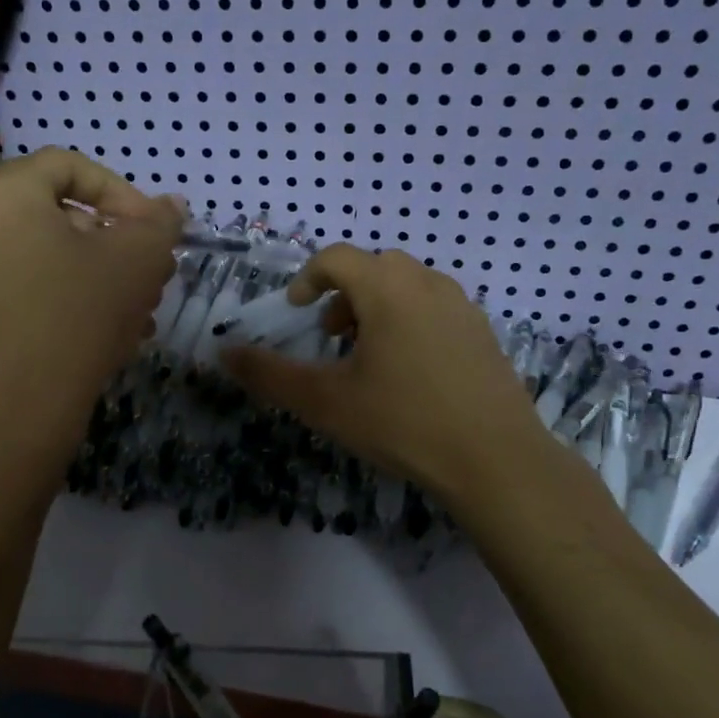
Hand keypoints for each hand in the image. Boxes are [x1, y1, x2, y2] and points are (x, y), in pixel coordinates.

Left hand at [0, 149, 180, 474]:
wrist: (19, 409)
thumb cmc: (78, 316)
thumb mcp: (137, 260)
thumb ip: (160, 222)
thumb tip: (172, 205)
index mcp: (3, 193)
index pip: (73, 167)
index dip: (125, 194)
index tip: (155, 234)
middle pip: (63, 214)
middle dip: (120, 242)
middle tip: (155, 274)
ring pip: (52, 255)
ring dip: (104, 274)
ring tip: (142, 310)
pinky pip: (33, 287)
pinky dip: (73, 297)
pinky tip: (111, 332)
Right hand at [219, 246, 558, 504]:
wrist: (495, 459)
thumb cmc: (403, 423)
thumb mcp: (325, 402)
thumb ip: (270, 375)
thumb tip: (224, 352)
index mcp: (387, 289)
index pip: (337, 258)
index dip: (308, 278)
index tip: (296, 311)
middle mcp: (427, 283)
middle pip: (375, 268)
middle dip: (344, 294)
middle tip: (332, 336)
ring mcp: (462, 306)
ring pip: (408, 286)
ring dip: (378, 306)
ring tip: (368, 356)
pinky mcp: (483, 332)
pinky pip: (436, 307)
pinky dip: (410, 321)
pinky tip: (410, 372)